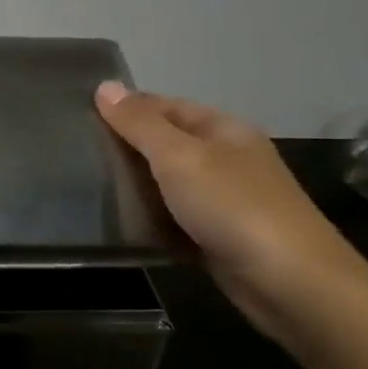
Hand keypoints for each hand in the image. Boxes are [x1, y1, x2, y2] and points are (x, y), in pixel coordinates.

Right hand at [95, 81, 363, 335]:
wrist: (288, 282)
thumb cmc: (232, 206)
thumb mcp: (179, 157)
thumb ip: (140, 124)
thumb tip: (104, 86)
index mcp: (224, 130)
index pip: (168, 106)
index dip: (129, 108)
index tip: (82, 117)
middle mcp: (227, 160)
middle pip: (168, 145)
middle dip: (128, 148)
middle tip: (79, 154)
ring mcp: (225, 201)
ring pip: (169, 185)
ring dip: (136, 187)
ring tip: (90, 188)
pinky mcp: (218, 238)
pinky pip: (175, 220)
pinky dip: (151, 220)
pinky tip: (121, 225)